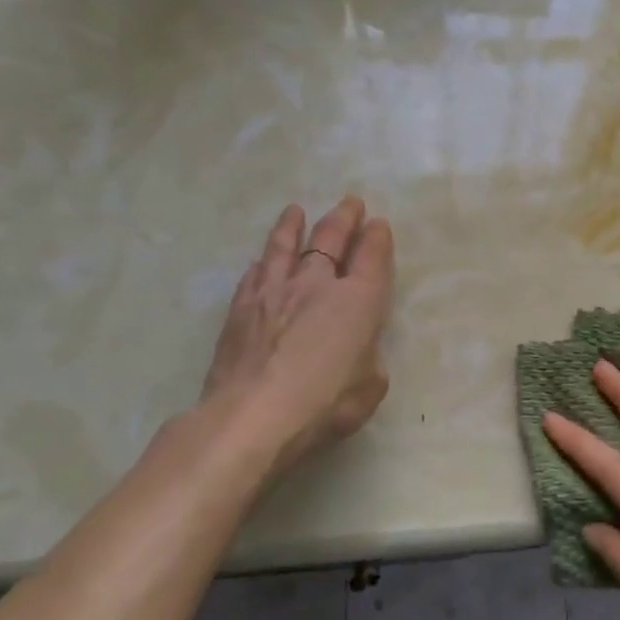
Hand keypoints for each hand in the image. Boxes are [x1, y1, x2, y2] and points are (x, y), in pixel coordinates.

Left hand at [200, 196, 393, 482]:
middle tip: (350, 203)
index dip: (377, 238)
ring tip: (296, 211)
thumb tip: (356, 353)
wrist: (253, 415)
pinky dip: (262, 263)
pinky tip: (260, 261)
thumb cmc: (325, 404)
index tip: (378, 224)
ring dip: (293, 227)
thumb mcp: (370, 388)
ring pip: (285, 247)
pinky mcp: (241, 309)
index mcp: (358, 301)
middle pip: (330, 240)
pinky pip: (254, 275)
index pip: (372, 257)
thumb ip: (368, 362)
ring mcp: (274, 292)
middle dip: (343, 219)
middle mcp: (317, 285)